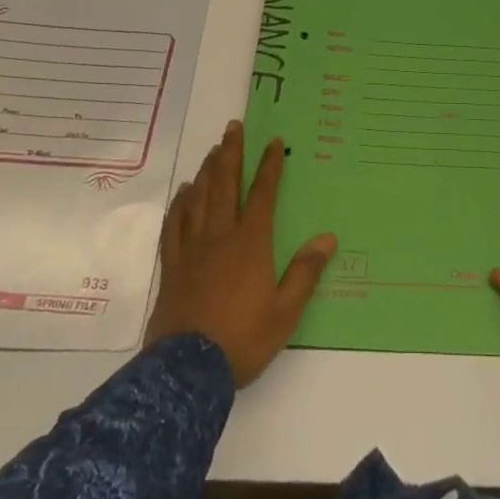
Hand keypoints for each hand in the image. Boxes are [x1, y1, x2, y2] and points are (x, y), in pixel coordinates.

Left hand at [144, 121, 336, 386]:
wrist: (187, 370)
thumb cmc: (243, 339)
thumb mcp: (285, 312)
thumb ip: (305, 272)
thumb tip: (327, 238)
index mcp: (251, 243)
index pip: (262, 194)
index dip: (269, 166)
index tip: (273, 141)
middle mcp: (220, 236)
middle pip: (225, 185)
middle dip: (231, 153)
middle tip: (233, 127)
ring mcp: (192, 250)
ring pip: (198, 199)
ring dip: (207, 171)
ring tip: (212, 150)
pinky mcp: (172, 267)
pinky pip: (174, 226)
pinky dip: (180, 205)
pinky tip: (183, 193)